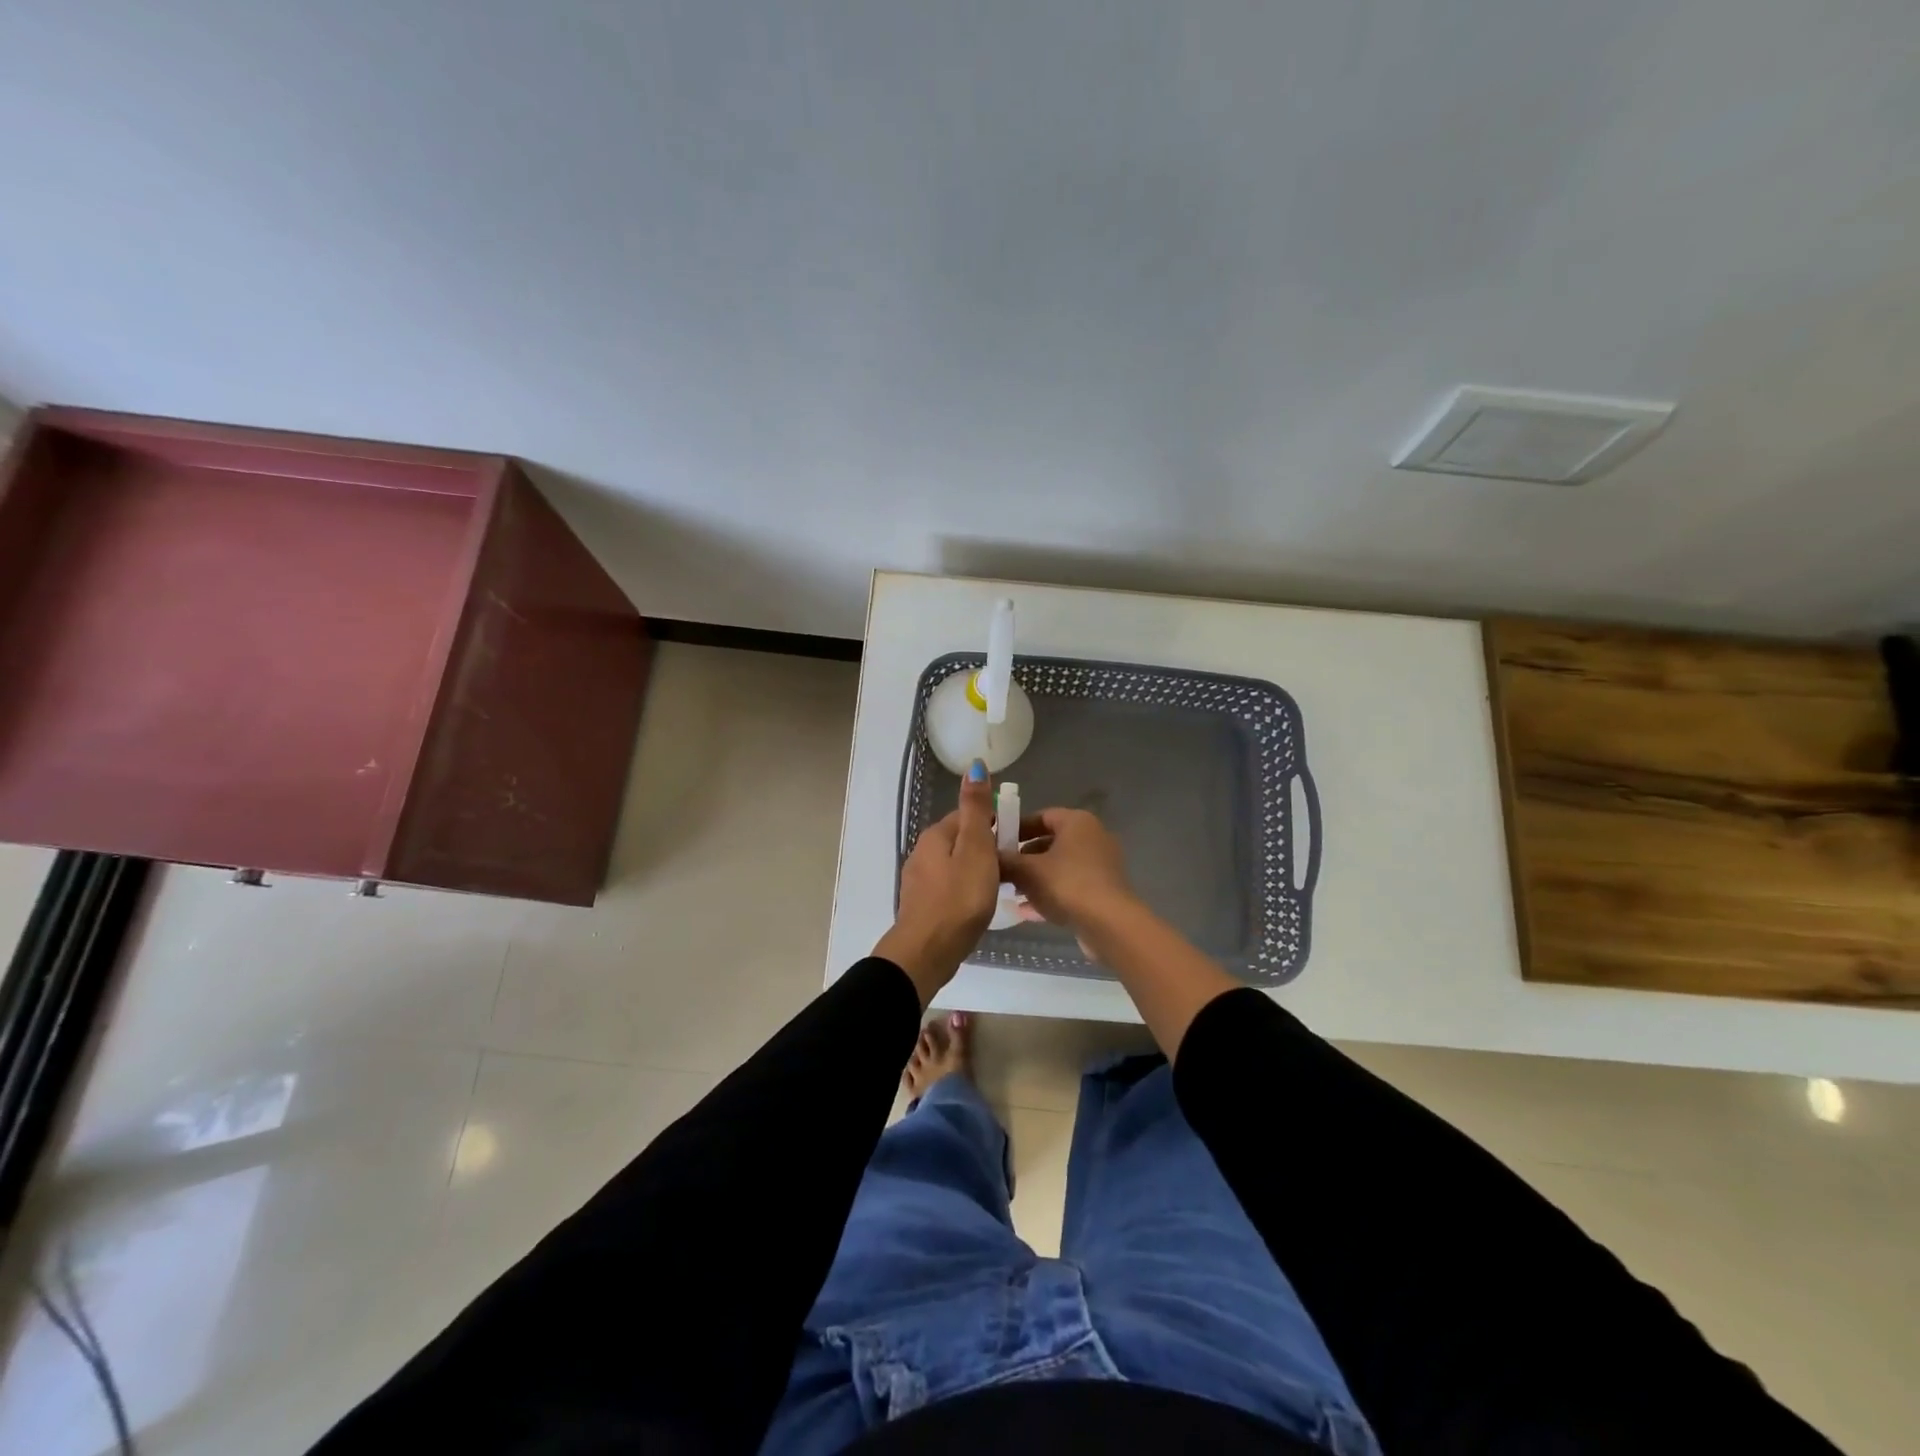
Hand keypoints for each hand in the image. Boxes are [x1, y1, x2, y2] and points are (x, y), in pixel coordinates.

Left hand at [874, 762, 999, 1003]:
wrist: (927, 951)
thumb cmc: (959, 898)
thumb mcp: (975, 848)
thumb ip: (976, 809)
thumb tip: (974, 765)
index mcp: (935, 836)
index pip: (968, 817)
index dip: (993, 824)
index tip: (1016, 840)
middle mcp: (922, 853)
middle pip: (960, 840)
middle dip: (985, 847)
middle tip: (1012, 865)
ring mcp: (919, 881)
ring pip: (954, 865)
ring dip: (975, 870)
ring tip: (999, 886)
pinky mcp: (922, 906)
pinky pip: (949, 888)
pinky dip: (965, 891)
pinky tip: (978, 905)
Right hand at [998, 807, 1137, 930]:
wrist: (1109, 925)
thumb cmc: (1066, 885)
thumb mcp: (1026, 871)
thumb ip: (1004, 861)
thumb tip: (988, 856)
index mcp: (1077, 822)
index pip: (1042, 816)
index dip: (1016, 828)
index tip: (996, 843)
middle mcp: (1093, 838)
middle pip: (1050, 842)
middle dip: (1024, 857)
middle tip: (1001, 869)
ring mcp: (1101, 866)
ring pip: (1060, 867)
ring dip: (1035, 878)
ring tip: (1010, 892)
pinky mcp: (1103, 891)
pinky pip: (1070, 886)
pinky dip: (1050, 894)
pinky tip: (1026, 912)